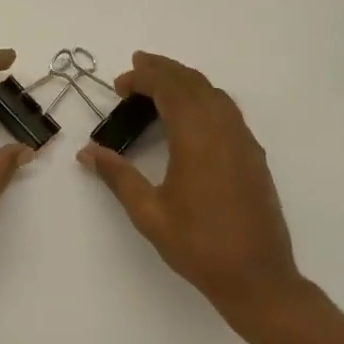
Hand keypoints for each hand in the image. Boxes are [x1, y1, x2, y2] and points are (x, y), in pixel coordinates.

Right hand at [79, 52, 306, 335]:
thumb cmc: (197, 245)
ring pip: (215, 94)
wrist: (256, 275)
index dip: (145, 78)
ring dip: (186, 82)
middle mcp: (225, 130)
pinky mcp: (254, 156)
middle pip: (194, 83)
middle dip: (164, 70)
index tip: (120, 83)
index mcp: (197, 138)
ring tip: (159, 85)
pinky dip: (204, 99)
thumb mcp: (149, 213)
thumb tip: (88, 152)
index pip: (171, 89)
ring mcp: (244, 142)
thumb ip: (118, 177)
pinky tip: (190, 116)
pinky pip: (228, 111)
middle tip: (136, 68)